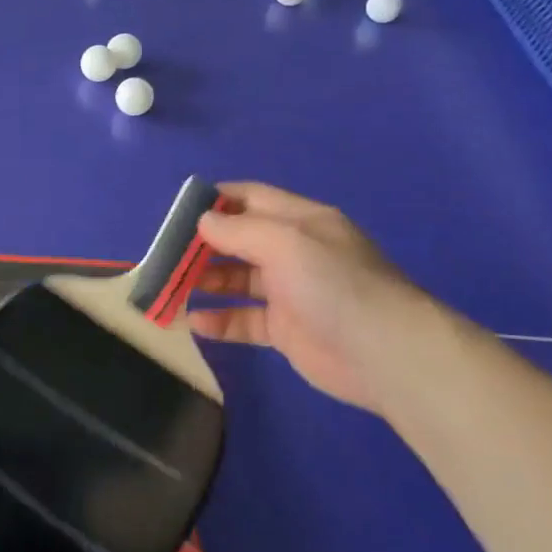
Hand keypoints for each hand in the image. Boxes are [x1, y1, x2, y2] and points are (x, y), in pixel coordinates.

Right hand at [191, 182, 428, 413]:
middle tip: (165, 255)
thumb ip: (239, 231)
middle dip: (202, 245)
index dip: (216, 201)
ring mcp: (290, 292)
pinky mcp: (287, 330)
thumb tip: (202, 221)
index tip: (178, 211)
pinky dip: (219, 320)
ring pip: (237, 281)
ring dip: (204, 282)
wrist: (386, 354)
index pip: (251, 198)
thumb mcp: (285, 243)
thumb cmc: (334, 284)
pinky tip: (194, 322)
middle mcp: (294, 252)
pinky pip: (244, 319)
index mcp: (301, 221)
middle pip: (239, 241)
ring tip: (170, 288)